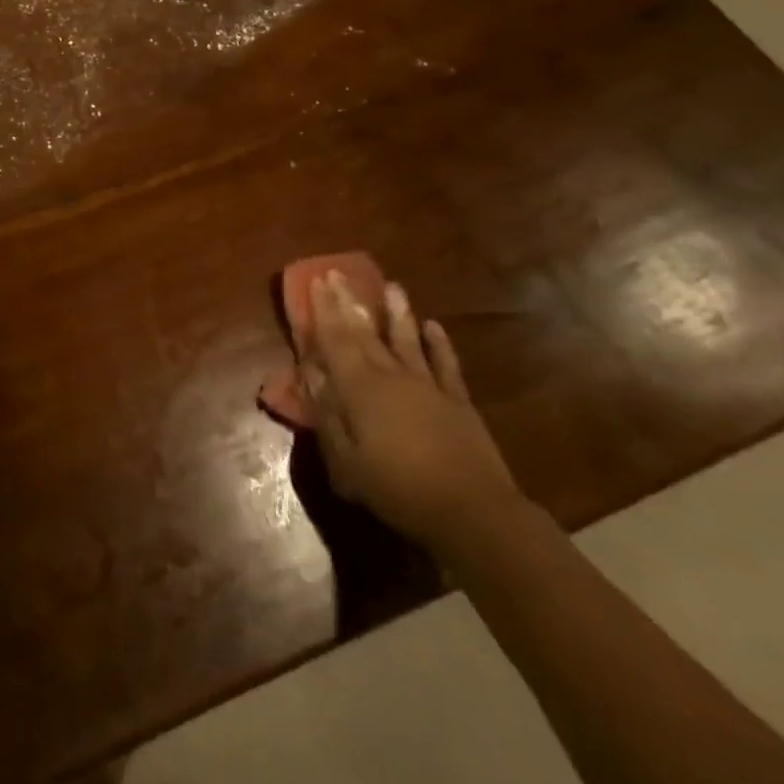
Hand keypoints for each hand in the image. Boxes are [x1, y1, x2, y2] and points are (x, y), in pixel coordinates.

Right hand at [303, 267, 522, 550]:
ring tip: (392, 284)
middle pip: (365, 332)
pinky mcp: (458, 400)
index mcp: (360, 389)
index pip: (336, 340)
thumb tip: (311, 375)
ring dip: (397, 312)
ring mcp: (428, 385)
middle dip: (350, 301)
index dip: (324, 309)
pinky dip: (439, 344)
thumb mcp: (346, 462)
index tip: (318, 279)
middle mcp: (391, 376)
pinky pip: (446, 364)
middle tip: (339, 271)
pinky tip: (434, 326)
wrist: (472, 511)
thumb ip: (327, 415)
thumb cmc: (398, 490)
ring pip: (407, 339)